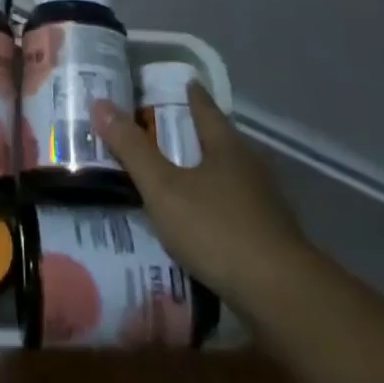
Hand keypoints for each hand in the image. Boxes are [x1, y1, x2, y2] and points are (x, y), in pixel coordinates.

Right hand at [91, 84, 312, 307]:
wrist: (283, 299)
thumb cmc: (219, 230)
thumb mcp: (165, 189)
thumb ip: (132, 149)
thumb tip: (100, 103)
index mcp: (226, 145)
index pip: (203, 106)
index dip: (188, 93)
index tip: (174, 83)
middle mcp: (249, 166)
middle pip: (217, 140)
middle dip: (191, 134)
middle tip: (157, 132)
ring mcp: (264, 205)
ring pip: (226, 177)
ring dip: (202, 175)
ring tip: (171, 180)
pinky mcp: (270, 240)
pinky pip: (233, 211)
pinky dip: (213, 209)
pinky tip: (196, 225)